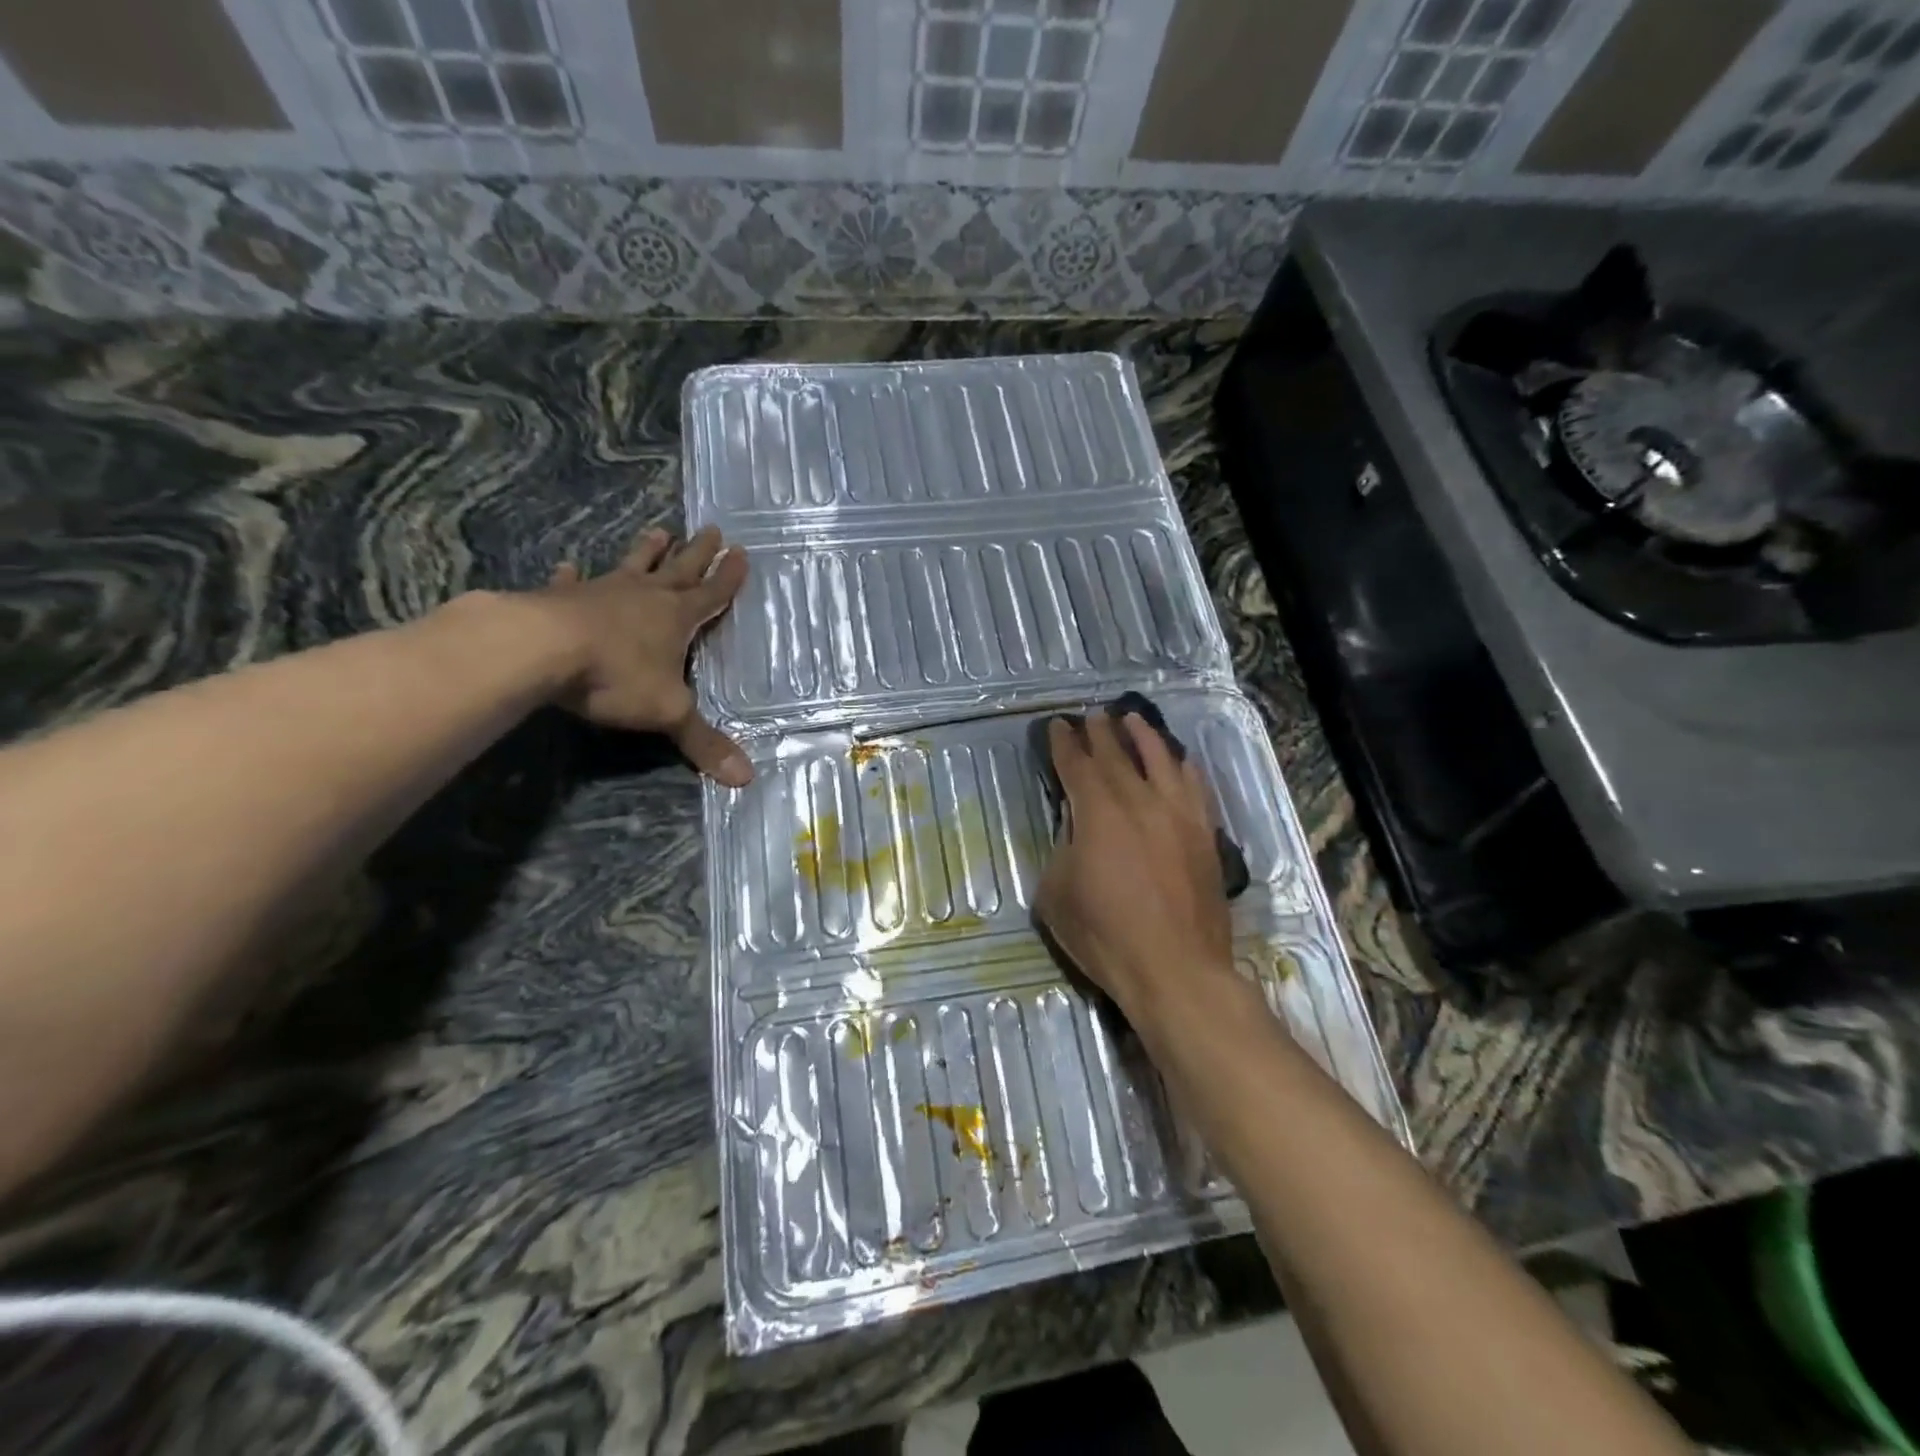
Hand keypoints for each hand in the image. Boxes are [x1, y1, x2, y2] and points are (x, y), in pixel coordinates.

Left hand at [539, 524, 752, 786]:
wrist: (541, 650)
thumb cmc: (616, 676)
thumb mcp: (669, 713)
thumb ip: (704, 742)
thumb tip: (746, 778)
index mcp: (676, 618)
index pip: (712, 595)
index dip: (728, 578)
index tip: (741, 554)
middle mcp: (644, 598)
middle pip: (679, 570)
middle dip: (698, 553)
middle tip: (712, 528)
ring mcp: (602, 594)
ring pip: (632, 566)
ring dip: (647, 551)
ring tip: (659, 531)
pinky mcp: (561, 598)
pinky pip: (572, 583)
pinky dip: (573, 576)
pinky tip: (570, 566)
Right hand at [1034, 712, 1233, 1017]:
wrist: (1176, 969)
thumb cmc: (1105, 936)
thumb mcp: (1056, 894)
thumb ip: (1062, 851)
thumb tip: (1075, 833)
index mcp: (1097, 812)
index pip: (1077, 765)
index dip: (1065, 743)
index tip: (1059, 726)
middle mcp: (1139, 801)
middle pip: (1117, 754)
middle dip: (1101, 732)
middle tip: (1092, 715)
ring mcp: (1178, 815)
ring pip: (1161, 760)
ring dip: (1144, 736)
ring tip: (1133, 719)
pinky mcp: (1203, 834)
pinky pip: (1194, 787)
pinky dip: (1182, 767)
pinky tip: (1179, 761)